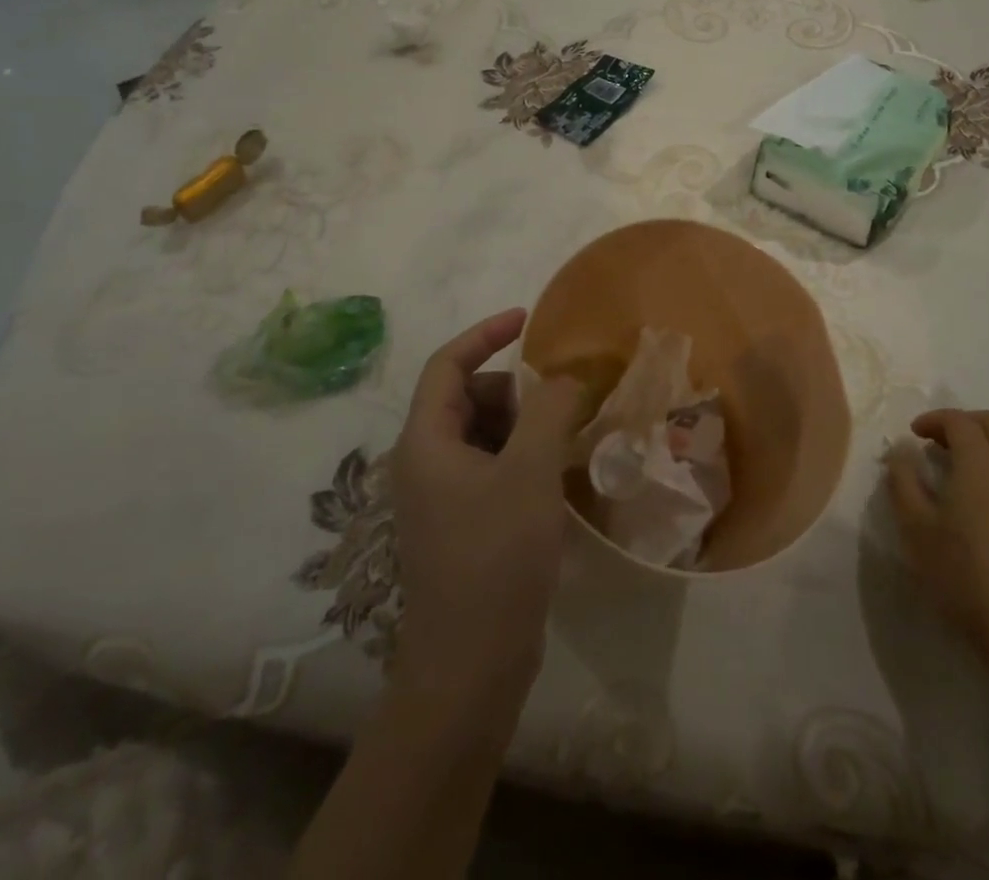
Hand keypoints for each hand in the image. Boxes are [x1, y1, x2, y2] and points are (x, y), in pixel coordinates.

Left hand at [391, 308, 584, 696]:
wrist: (470, 667)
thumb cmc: (495, 558)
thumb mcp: (530, 472)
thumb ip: (549, 410)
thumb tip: (564, 377)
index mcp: (425, 441)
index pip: (446, 364)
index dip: (485, 334)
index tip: (527, 320)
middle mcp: (424, 462)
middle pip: (466, 397)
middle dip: (513, 390)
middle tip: (557, 406)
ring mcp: (440, 497)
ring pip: (482, 434)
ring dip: (522, 425)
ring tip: (562, 442)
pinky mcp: (461, 524)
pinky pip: (490, 467)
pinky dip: (521, 457)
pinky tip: (553, 478)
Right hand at [886, 408, 988, 663]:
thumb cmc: (960, 572)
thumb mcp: (915, 526)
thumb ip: (903, 480)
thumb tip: (901, 450)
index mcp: (979, 463)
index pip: (958, 421)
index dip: (934, 419)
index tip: (914, 434)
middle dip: (965, 422)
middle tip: (941, 441)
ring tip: (973, 460)